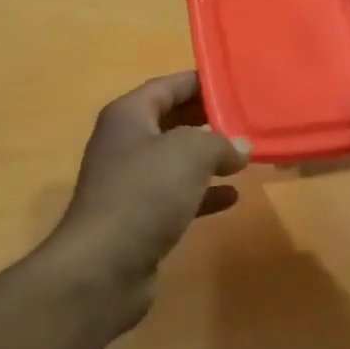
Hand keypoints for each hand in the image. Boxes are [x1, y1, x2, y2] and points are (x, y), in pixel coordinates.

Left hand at [50, 72, 250, 300]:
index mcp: (128, 116)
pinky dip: (202, 193)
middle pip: (170, 120)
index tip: (236, 83)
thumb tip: (239, 147)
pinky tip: (231, 197)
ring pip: (174, 160)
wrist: (103, 266)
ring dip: (206, 158)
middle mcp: (124, 143)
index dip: (201, 82)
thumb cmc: (144, 193)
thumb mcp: (189, 154)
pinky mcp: (138, 218)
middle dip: (206, 119)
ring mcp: (129, 182)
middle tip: (246, 118)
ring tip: (244, 155)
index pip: (167, 86)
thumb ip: (218, 142)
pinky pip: (175, 195)